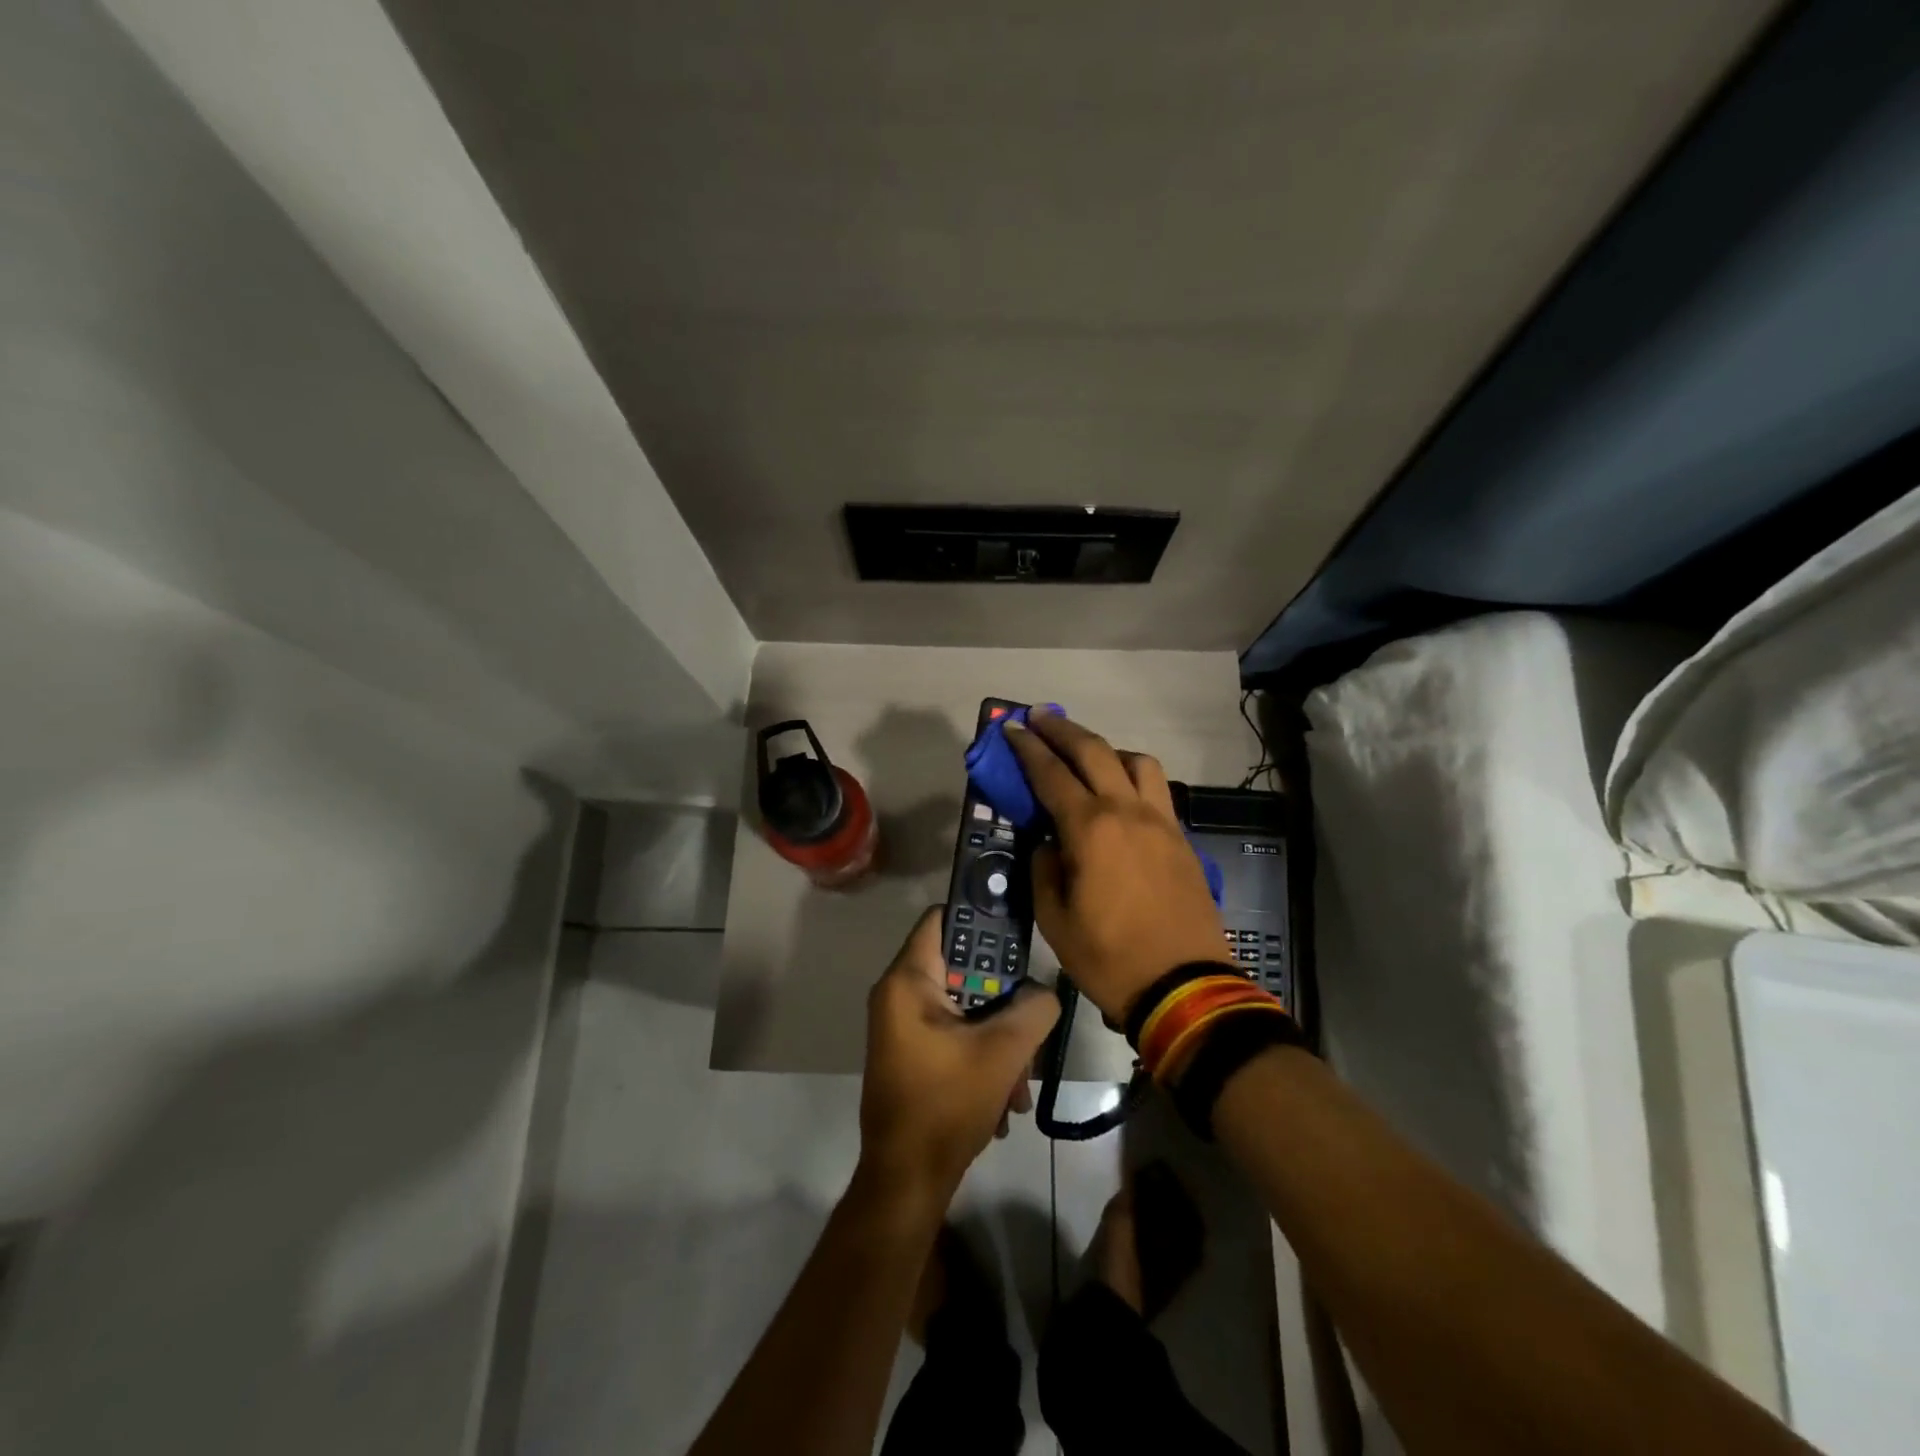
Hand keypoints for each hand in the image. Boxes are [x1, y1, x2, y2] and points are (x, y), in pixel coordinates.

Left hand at [859, 906, 1060, 1201]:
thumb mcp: (1002, 1053)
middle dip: (1002, 999)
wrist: (906, 1182)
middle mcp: (898, 996)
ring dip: (999, 1038)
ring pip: (964, 1008)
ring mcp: (903, 1027)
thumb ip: (1033, 1009)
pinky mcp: (911, 1054)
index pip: (942, 919)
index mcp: (907, 982)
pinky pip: (954, 1035)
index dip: (981, 918)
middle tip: (1031, 1022)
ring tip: (1020, 1082)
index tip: (1018, 936)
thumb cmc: (946, 1105)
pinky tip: (1004, 1100)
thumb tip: (1044, 993)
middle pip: (961, 968)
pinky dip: (982, 1057)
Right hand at [1005, 709, 1234, 1023]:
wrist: (1184, 986)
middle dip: (1062, 730)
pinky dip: (1133, 775)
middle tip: (1039, 718)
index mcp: (1090, 829)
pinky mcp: (1180, 838)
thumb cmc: (1108, 957)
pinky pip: (1156, 788)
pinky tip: (1121, 793)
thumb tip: (1048, 842)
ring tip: (1088, 757)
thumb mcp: (1054, 919)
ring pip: (1136, 761)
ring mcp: (1160, 821)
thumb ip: (1044, 869)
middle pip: (1094, 751)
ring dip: (1107, 748)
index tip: (1012, 729)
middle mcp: (1127, 811)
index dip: (1028, 749)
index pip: (1052, 774)